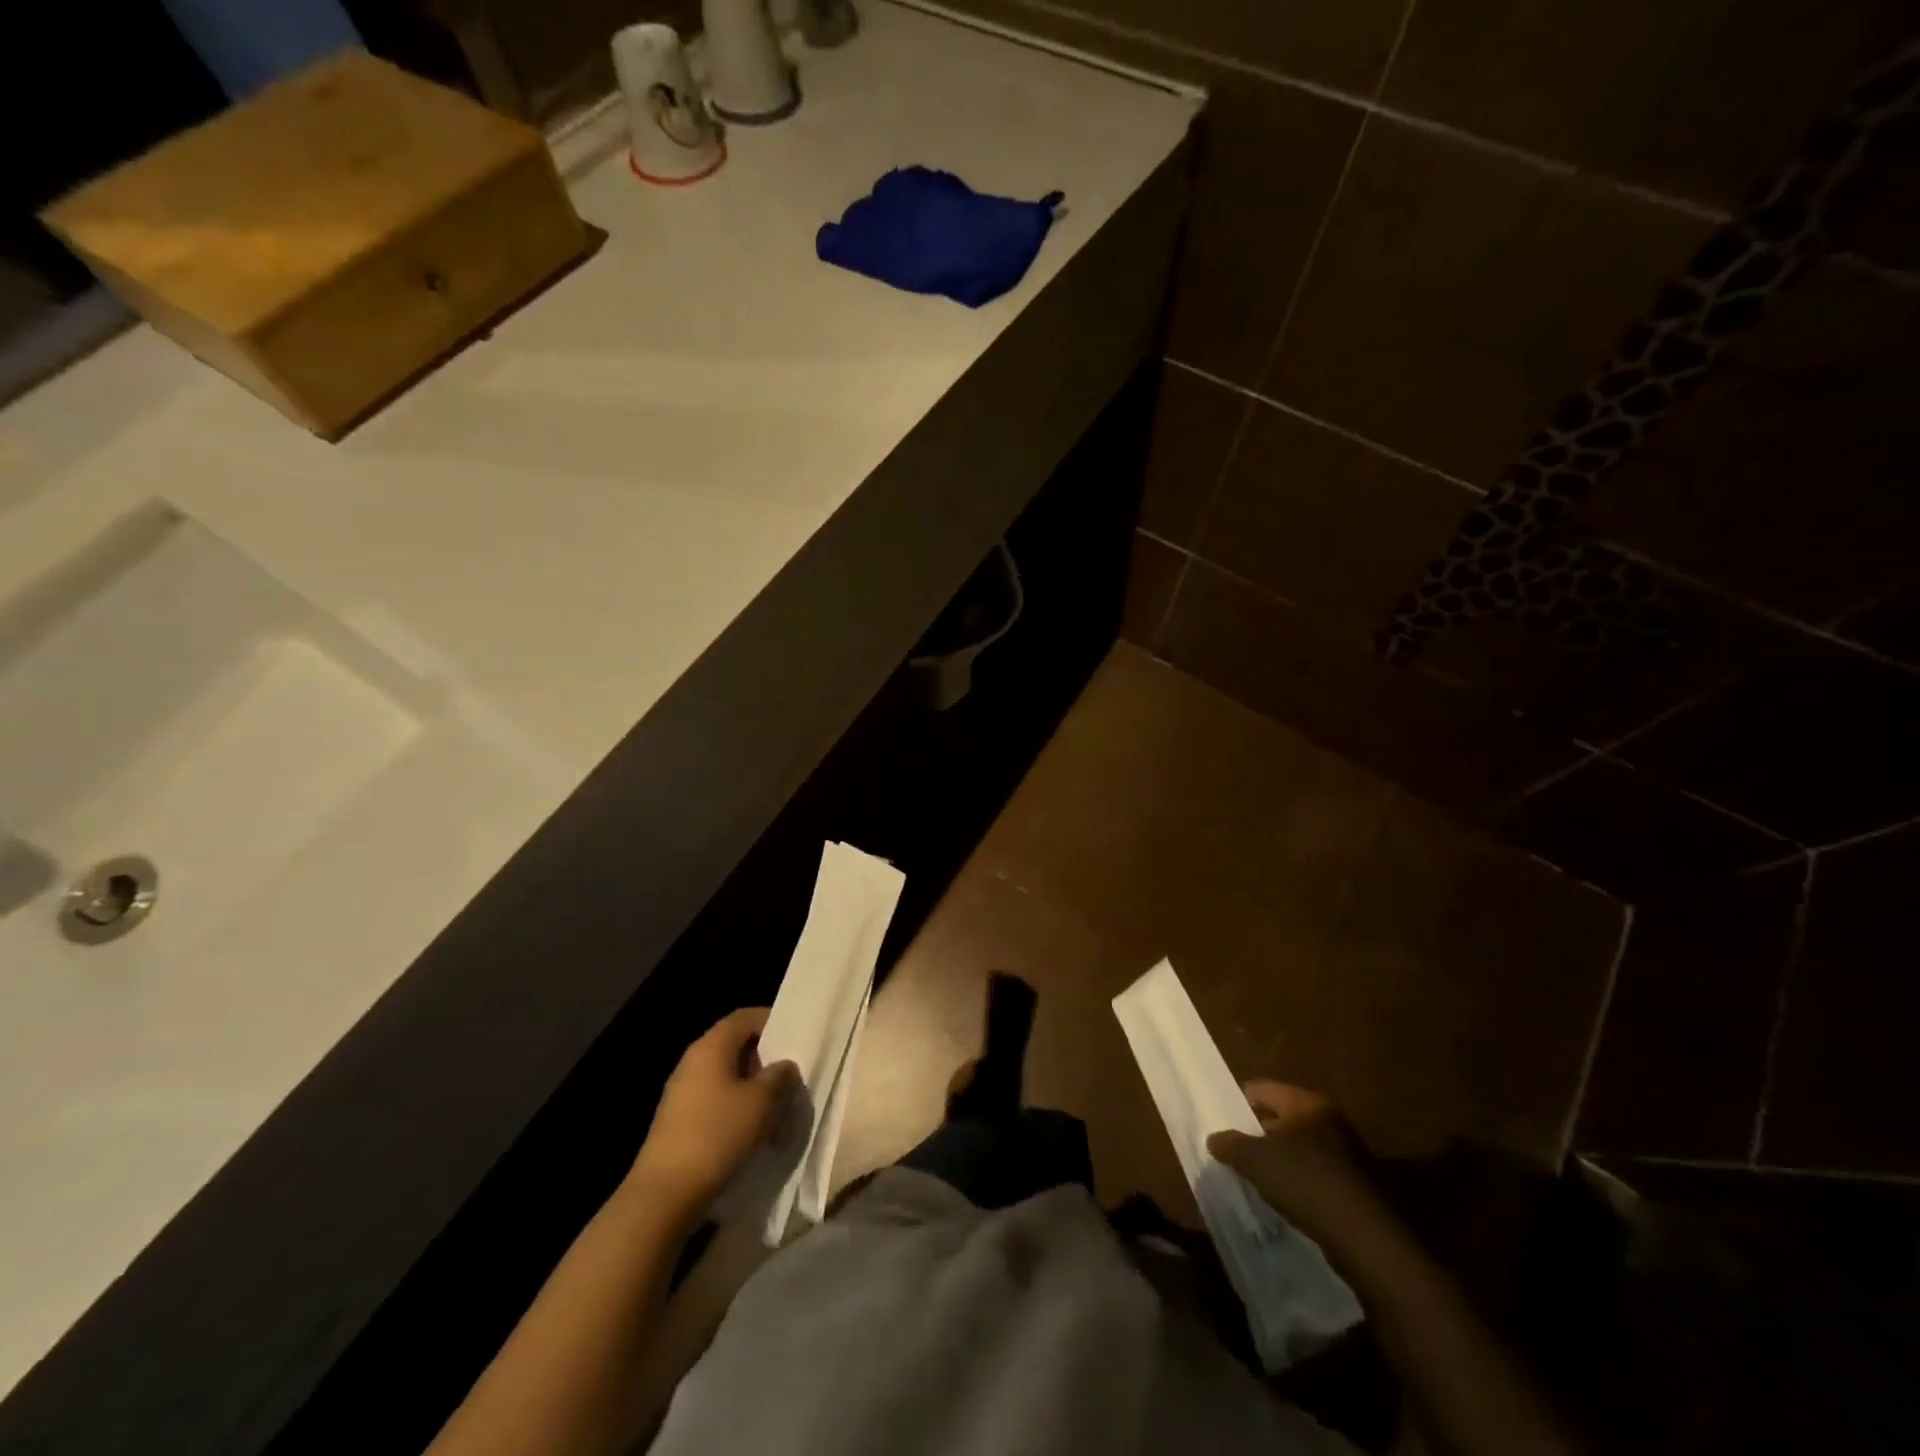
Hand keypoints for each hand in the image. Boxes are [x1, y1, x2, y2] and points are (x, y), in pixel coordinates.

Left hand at [631, 1008, 797, 1215]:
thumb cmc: (717, 1135)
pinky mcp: (678, 1122)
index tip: (796, 1037)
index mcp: (711, 1046)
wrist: (664, 1196)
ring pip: (726, 1076)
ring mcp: (682, 1093)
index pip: (745, 1017)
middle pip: (735, 1046)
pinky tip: (753, 1132)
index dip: (772, 1021)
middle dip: (765, 1058)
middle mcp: (693, 1062)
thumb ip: (779, 1076)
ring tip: (777, 1108)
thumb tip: (784, 1065)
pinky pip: (715, 1102)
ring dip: (753, 1088)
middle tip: (791, 1076)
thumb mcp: (761, 1102)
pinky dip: (736, 1109)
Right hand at [1207, 1080, 1370, 1241]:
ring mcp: (1345, 1152)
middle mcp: (1328, 1119)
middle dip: (1256, 1133)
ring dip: (1276, 1160)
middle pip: (1280, 1117)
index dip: (1237, 1102)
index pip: (1261, 1089)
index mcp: (1306, 1102)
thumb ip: (1230, 1144)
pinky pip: (1313, 1172)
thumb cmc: (1305, 1181)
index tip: (1219, 1121)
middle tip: (1232, 1150)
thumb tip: (1214, 1139)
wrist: (1364, 1238)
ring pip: (1297, 1147)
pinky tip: (1281, 1198)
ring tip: (1253, 1177)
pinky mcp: (1353, 1184)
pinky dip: (1296, 1181)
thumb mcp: (1255, 1160)